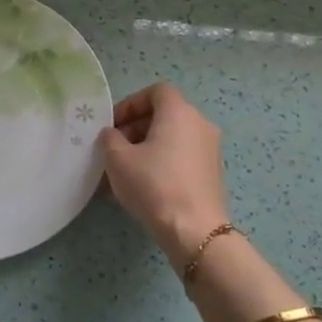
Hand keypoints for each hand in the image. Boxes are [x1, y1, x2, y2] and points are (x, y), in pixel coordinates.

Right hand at [98, 83, 230, 263]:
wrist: (194, 230)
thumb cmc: (153, 185)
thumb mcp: (118, 159)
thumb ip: (110, 138)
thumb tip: (113, 135)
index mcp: (179, 112)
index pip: (155, 91)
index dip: (131, 104)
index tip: (113, 125)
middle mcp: (200, 124)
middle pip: (164, 115)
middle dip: (135, 128)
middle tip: (114, 149)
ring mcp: (210, 150)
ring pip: (172, 139)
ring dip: (146, 148)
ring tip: (123, 172)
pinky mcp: (212, 173)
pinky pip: (181, 158)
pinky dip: (162, 163)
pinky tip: (142, 187)